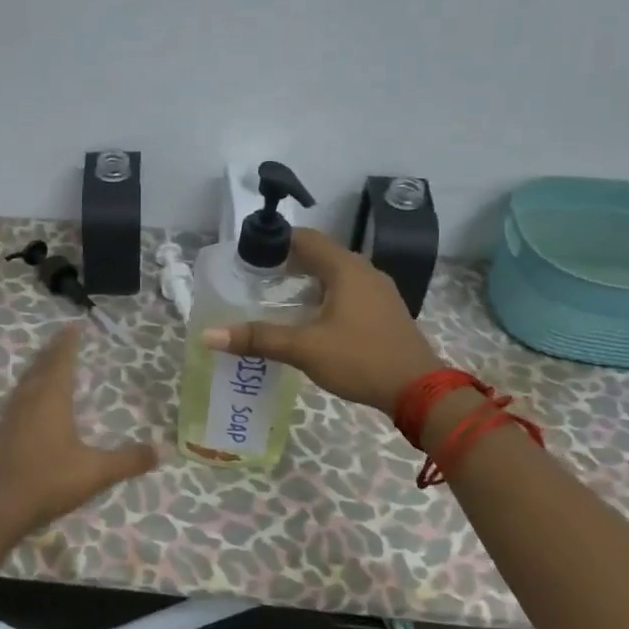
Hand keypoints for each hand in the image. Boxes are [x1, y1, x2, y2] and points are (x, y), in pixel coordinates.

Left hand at [0, 324, 158, 540]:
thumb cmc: (48, 482)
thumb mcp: (96, 472)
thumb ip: (128, 460)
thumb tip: (161, 450)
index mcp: (51, 400)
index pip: (61, 362)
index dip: (68, 343)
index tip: (74, 326)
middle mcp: (29, 401)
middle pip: (41, 366)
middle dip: (53, 351)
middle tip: (63, 337)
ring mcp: (10, 417)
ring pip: (26, 382)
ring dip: (38, 367)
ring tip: (47, 362)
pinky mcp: (0, 434)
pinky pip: (17, 399)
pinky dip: (28, 388)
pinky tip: (29, 401)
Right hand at [204, 229, 441, 415]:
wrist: (419, 390)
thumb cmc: (360, 359)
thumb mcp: (304, 348)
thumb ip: (258, 338)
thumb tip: (209, 335)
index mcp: (346, 269)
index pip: (306, 238)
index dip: (276, 242)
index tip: (249, 256)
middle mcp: (365, 271)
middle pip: (321, 254)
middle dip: (288, 262)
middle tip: (257, 278)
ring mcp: (379, 291)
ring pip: (336, 274)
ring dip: (308, 280)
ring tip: (278, 297)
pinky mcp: (384, 311)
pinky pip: (349, 291)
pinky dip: (326, 295)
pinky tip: (311, 318)